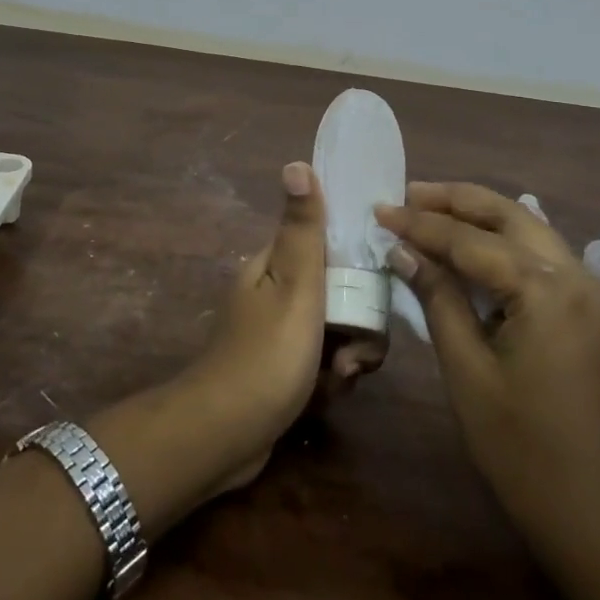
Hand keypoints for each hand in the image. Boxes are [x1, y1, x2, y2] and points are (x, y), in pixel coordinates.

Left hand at [173, 161, 335, 492]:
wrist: (224, 436)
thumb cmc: (266, 356)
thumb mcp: (294, 286)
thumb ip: (303, 229)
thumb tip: (296, 163)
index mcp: (274, 264)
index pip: (329, 244)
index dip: (358, 262)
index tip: (375, 289)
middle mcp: (275, 290)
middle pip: (338, 291)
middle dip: (357, 323)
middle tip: (354, 354)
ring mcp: (278, 331)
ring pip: (336, 329)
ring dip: (347, 354)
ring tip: (340, 377)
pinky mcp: (282, 367)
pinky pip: (321, 361)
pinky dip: (329, 377)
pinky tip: (326, 395)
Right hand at [375, 182, 599, 557]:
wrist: (595, 513)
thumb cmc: (520, 448)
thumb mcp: (467, 370)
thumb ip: (437, 299)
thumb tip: (402, 250)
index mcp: (547, 291)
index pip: (471, 241)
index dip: (420, 224)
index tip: (380, 208)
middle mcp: (578, 276)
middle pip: (509, 215)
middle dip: (456, 201)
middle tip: (408, 194)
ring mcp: (592, 291)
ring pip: (529, 229)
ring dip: (481, 216)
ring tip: (430, 209)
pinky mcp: (593, 309)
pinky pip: (543, 256)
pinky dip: (504, 243)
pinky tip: (473, 244)